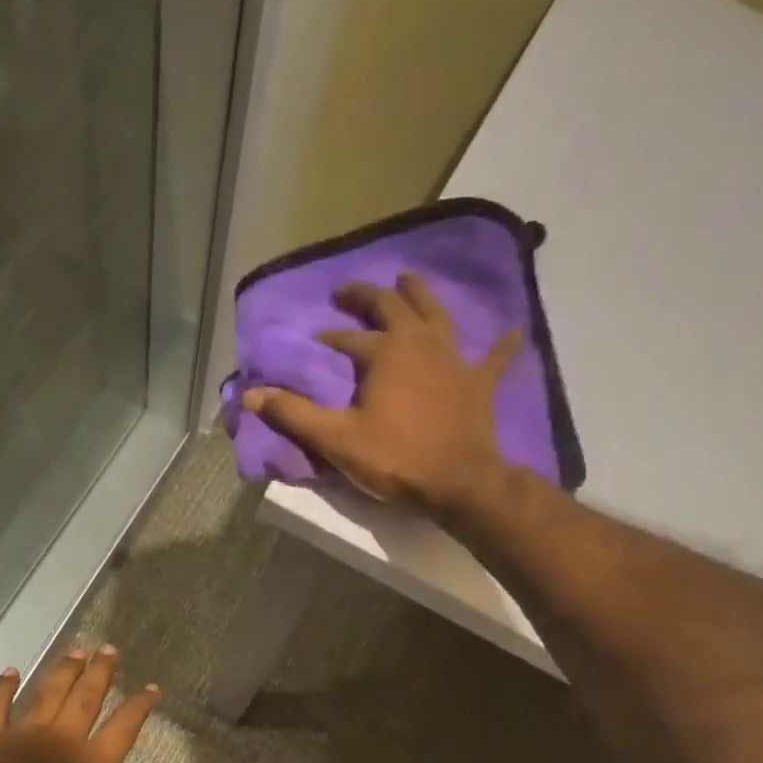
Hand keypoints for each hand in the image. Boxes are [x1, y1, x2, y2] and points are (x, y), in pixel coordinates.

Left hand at [0, 646, 197, 762]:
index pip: (126, 725)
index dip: (141, 704)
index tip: (152, 688)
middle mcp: (62, 742)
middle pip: (87, 696)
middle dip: (102, 672)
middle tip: (110, 650)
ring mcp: (22, 740)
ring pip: (47, 693)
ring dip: (64, 670)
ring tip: (76, 651)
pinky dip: (2, 688)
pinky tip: (10, 673)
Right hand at [243, 273, 521, 517]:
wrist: (458, 482)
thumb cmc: (395, 458)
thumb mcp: (337, 439)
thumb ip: (294, 414)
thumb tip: (250, 393)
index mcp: (385, 352)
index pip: (348, 338)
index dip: (329, 339)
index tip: (314, 343)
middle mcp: (420, 342)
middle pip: (393, 306)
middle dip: (368, 297)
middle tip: (349, 293)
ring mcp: (456, 359)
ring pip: (438, 314)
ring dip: (422, 295)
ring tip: (409, 279)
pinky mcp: (481, 383)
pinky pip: (494, 358)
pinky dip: (501, 346)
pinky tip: (512, 334)